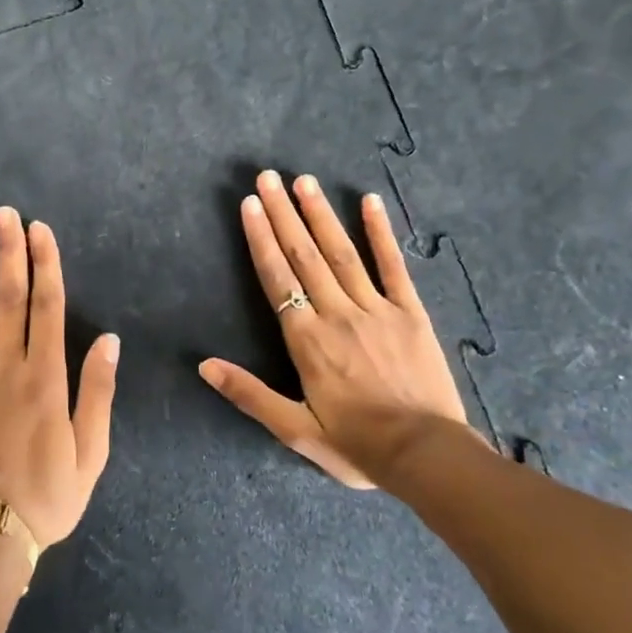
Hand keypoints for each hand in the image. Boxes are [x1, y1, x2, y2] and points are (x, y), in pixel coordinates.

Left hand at [0, 206, 118, 547]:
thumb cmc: (46, 497)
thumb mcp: (91, 453)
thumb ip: (98, 393)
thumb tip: (110, 339)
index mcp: (46, 379)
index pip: (47, 306)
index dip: (45, 264)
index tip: (40, 230)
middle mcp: (6, 369)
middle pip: (8, 299)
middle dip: (9, 252)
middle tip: (5, 213)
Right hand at [199, 170, 479, 488]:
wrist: (427, 456)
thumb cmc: (357, 444)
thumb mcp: (295, 430)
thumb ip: (250, 394)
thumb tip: (204, 365)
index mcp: (306, 340)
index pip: (277, 278)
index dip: (261, 238)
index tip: (251, 203)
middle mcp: (337, 314)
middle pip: (304, 255)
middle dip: (284, 214)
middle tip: (268, 176)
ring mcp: (376, 309)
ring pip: (342, 253)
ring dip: (321, 214)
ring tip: (304, 181)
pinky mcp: (410, 313)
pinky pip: (393, 266)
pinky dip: (381, 233)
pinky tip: (370, 202)